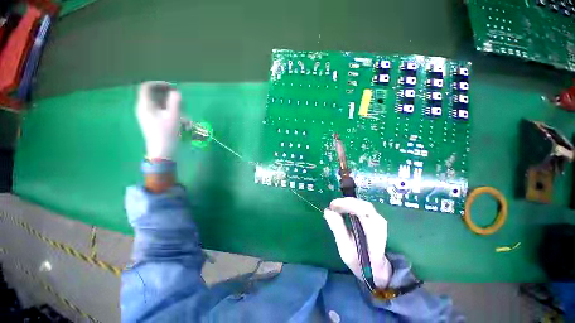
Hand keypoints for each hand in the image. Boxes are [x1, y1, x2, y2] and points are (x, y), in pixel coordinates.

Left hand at [136, 81, 180, 159]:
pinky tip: (180, 119)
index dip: (160, 84)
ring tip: (183, 111)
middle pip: (154, 95)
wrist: (162, 151)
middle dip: (168, 96)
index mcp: (145, 105)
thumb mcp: (173, 116)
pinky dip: (170, 112)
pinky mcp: (153, 122)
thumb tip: (176, 93)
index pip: (147, 87)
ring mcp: (148, 116)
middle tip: (181, 100)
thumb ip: (175, 102)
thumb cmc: (167, 133)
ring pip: (159, 104)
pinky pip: (161, 112)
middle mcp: (144, 108)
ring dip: (172, 105)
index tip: (173, 88)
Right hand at [324, 197, 391, 287]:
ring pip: (363, 205)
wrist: (376, 270)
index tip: (332, 206)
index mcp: (375, 236)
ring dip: (348, 203)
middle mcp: (380, 225)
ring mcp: (378, 221)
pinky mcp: (374, 219)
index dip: (348, 205)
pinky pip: (362, 207)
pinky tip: (342, 209)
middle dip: (346, 203)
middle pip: (364, 206)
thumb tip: (328, 211)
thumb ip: (338, 230)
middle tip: (332, 206)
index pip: (365, 213)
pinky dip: (351, 205)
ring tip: (335, 207)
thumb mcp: (345, 250)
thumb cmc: (360, 262)